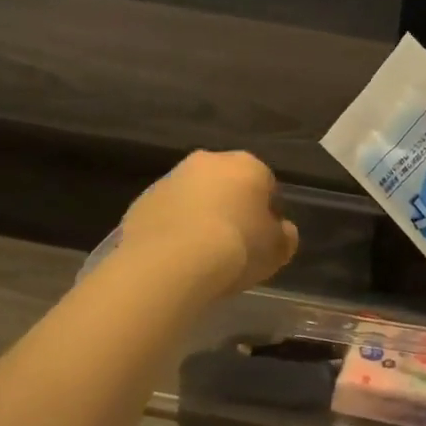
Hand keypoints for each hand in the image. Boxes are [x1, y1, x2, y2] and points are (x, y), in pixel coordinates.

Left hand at [120, 151, 297, 296]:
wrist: (171, 263)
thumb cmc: (237, 248)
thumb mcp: (278, 250)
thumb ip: (284, 235)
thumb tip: (281, 229)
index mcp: (248, 165)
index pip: (266, 184)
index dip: (267, 211)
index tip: (263, 237)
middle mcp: (209, 162)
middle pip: (227, 184)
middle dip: (231, 206)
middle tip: (234, 242)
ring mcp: (171, 179)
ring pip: (194, 196)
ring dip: (200, 215)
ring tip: (202, 253)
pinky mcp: (141, 200)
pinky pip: (167, 214)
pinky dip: (174, 228)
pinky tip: (177, 256)